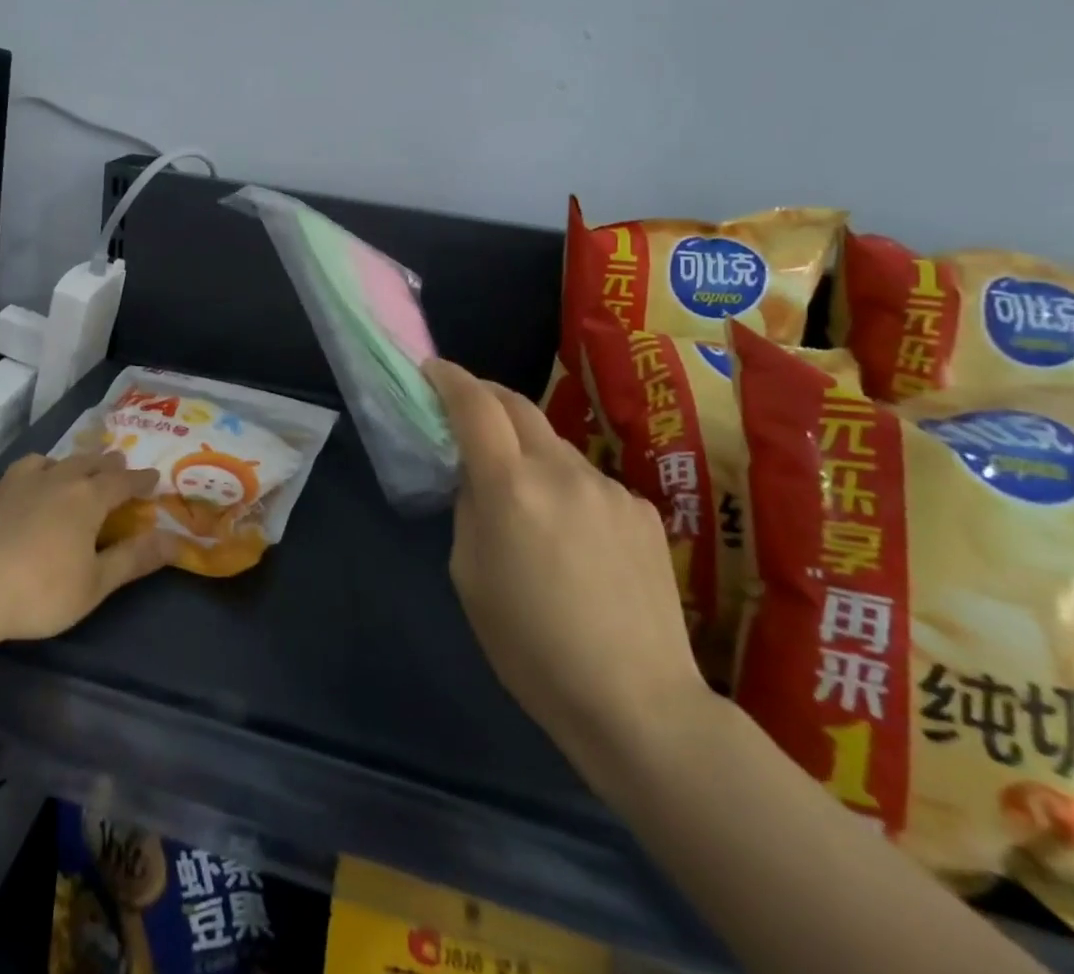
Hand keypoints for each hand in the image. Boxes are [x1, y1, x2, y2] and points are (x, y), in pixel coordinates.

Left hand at [0, 451, 171, 644]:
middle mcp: (50, 481)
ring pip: (38, 463)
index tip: (154, 477)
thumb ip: (134, 559)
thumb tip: (176, 540)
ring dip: (55, 465)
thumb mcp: (95, 584)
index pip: (121, 482)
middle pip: (84, 462)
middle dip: (103, 463)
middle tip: (114, 462)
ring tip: (59, 471)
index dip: (140, 480)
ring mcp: (8, 486)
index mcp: (85, 498)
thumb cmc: (39, 591)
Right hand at [423, 359, 711, 777]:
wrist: (638, 703)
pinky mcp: (642, 510)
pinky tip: (573, 539)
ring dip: (527, 451)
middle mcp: (561, 470)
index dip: (449, 379)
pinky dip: (565, 487)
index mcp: (510, 486)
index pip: (475, 405)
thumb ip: (470, 508)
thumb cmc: (531, 647)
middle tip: (465, 411)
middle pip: (517, 404)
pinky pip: (589, 481)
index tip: (431, 371)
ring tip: (524, 498)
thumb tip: (479, 479)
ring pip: (554, 445)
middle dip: (485, 396)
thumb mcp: (469, 574)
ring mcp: (608, 487)